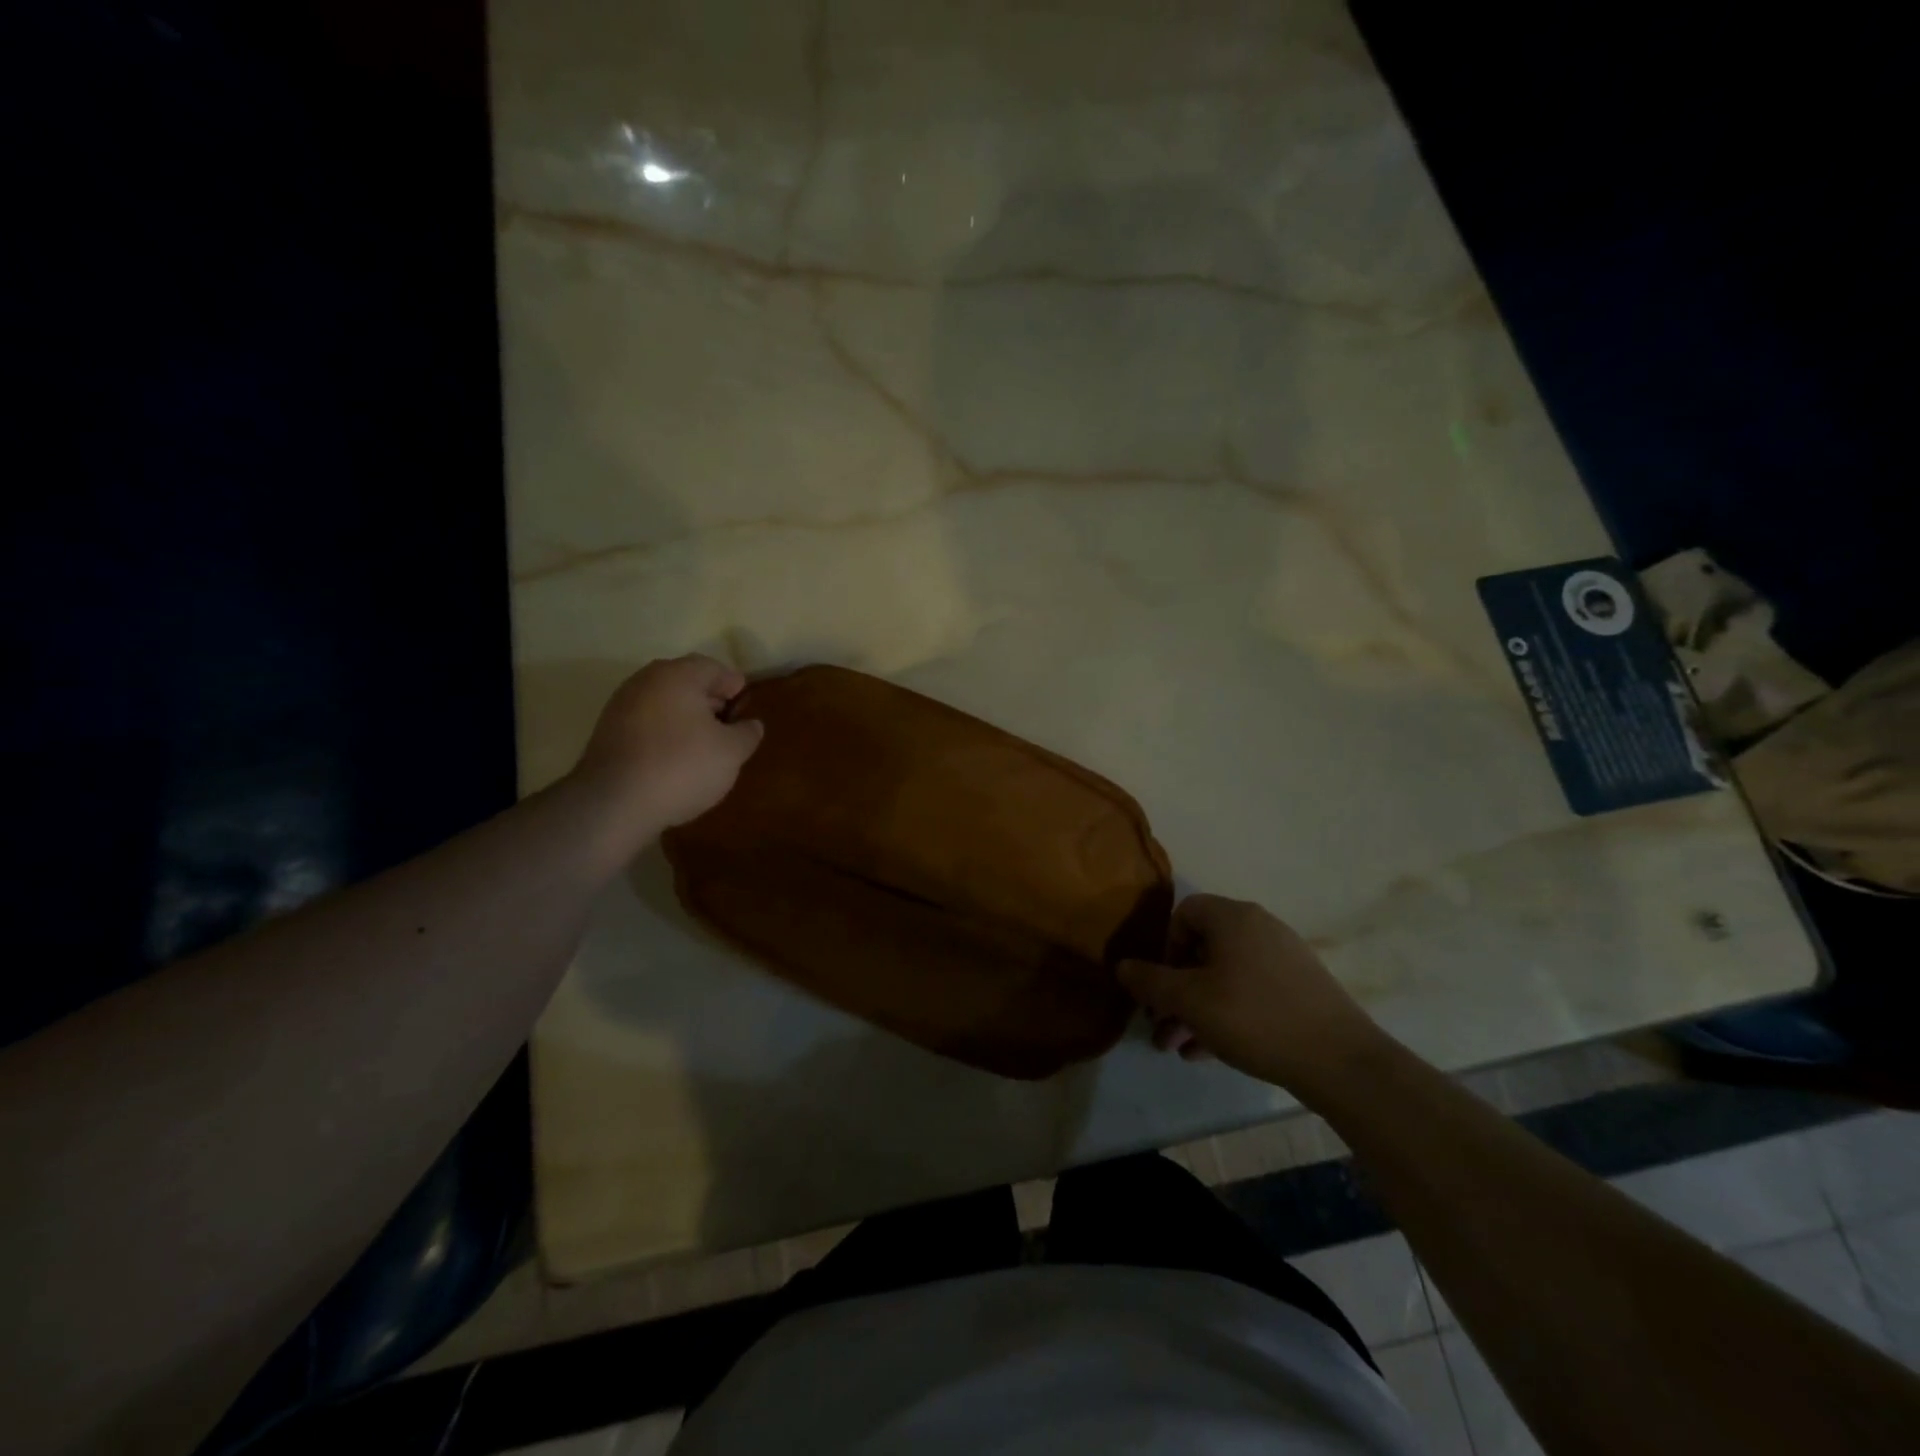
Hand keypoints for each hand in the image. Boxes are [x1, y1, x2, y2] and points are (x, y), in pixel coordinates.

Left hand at [570, 655, 764, 835]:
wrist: (614, 802)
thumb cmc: (682, 766)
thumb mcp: (731, 752)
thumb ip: (747, 733)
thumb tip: (751, 724)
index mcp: (678, 675)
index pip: (714, 668)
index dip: (734, 685)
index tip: (745, 707)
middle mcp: (646, 680)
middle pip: (685, 681)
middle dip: (709, 700)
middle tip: (727, 725)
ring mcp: (621, 705)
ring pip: (663, 702)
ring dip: (685, 717)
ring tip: (702, 745)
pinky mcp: (606, 731)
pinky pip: (645, 722)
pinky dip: (663, 732)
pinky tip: (674, 758)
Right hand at [1119, 894, 1384, 1095]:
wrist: (1341, 1061)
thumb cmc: (1254, 1017)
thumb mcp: (1190, 1000)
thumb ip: (1150, 981)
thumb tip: (1122, 966)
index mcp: (1233, 918)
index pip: (1184, 912)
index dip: (1164, 947)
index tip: (1159, 984)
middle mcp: (1259, 928)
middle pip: (1202, 948)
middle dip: (1174, 988)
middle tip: (1159, 1024)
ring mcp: (1284, 958)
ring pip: (1224, 976)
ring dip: (1195, 1008)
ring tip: (1177, 1047)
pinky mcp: (1300, 988)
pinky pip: (1249, 992)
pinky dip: (1225, 1014)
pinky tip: (1207, 1053)